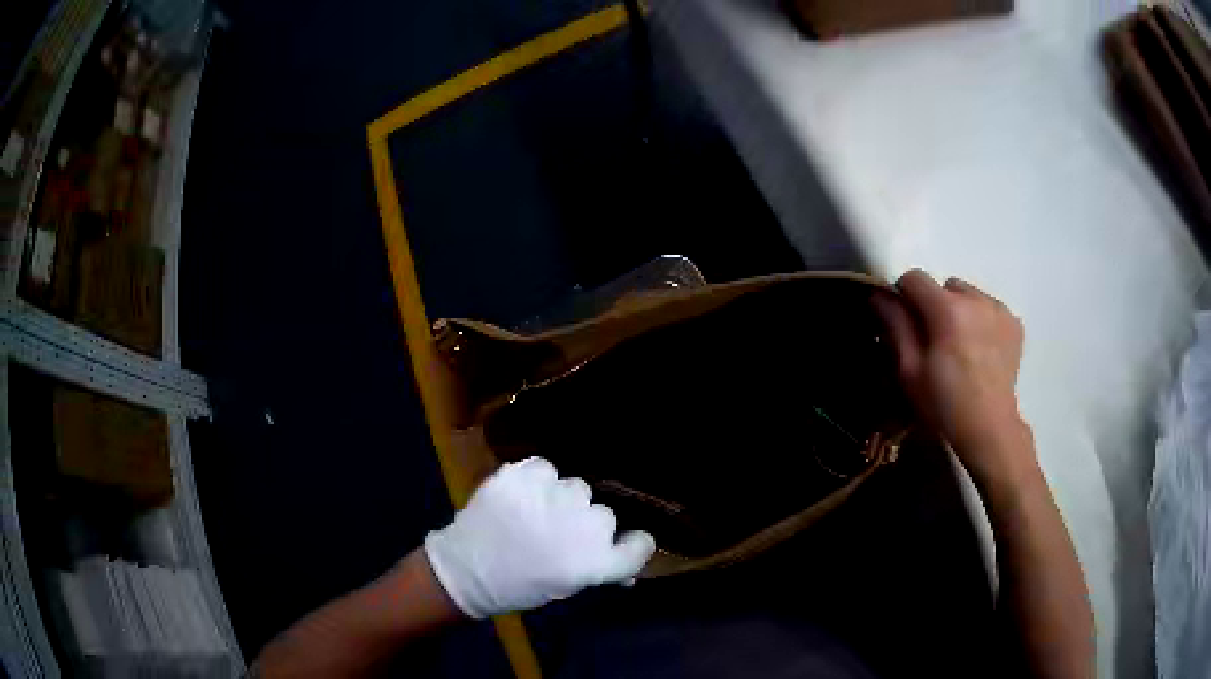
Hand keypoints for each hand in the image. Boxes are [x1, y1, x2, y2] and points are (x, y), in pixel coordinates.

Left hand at [423, 457, 656, 617]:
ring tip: (537, 512)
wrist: (465, 570)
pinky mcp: (520, 476)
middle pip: (605, 513)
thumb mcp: (567, 587)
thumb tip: (628, 550)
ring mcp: (549, 498)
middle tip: (561, 533)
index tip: (624, 543)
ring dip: (562, 499)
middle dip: (587, 523)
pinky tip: (521, 494)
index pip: (640, 544)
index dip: (633, 543)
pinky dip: (536, 479)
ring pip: (576, 486)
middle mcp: (579, 527)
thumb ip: (600, 566)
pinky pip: (544, 468)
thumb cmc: (518, 587)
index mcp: (593, 562)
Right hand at [875, 269, 1036, 489]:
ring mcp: (998, 309)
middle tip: (936, 342)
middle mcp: (975, 298)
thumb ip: (895, 326)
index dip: (904, 297)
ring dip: (960, 311)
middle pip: (944, 286)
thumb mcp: (910, 371)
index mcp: (947, 308)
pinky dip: (982, 320)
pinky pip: (989, 308)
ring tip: (961, 346)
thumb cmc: (944, 404)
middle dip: (935, 306)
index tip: (905, 323)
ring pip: (968, 295)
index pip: (914, 277)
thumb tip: (879, 295)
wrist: (990, 429)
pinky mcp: (1014, 322)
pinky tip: (981, 349)